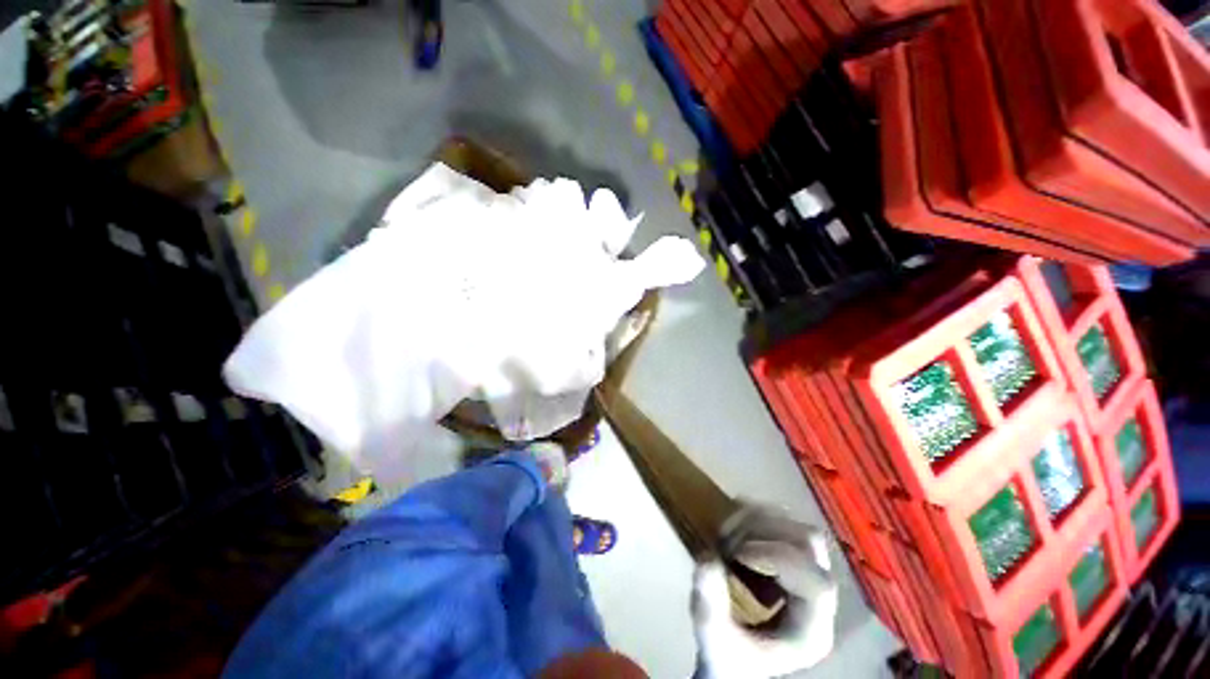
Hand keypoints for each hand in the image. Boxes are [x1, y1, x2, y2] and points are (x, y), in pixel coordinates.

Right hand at [692, 504, 837, 678]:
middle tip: (727, 542)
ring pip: (796, 527)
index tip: (736, 553)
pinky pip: (781, 521)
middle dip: (763, 533)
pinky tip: (733, 526)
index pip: (816, 582)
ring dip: (757, 521)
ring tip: (726, 534)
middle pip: (810, 545)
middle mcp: (817, 599)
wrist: (732, 664)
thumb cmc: (729, 662)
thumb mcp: (715, 643)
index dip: (778, 557)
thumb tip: (707, 559)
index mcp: (810, 630)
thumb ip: (710, 609)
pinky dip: (754, 515)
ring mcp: (806, 575)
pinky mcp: (790, 559)